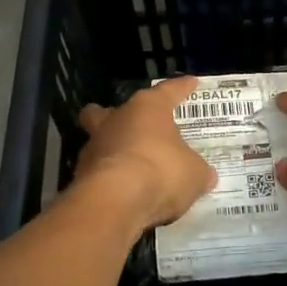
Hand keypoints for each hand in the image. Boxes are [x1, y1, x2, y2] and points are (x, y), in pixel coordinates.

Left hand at [76, 76, 216, 230]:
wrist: (114, 202)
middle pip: (111, 110)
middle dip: (120, 116)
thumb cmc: (160, 172)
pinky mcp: (81, 175)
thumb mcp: (194, 174)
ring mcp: (94, 147)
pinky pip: (99, 171)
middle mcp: (116, 120)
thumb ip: (198, 170)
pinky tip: (124, 192)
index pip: (168, 91)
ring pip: (100, 140)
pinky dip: (110, 178)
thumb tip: (205, 175)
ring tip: (133, 167)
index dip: (181, 88)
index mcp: (147, 108)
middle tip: (134, 126)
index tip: (191, 83)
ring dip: (114, 150)